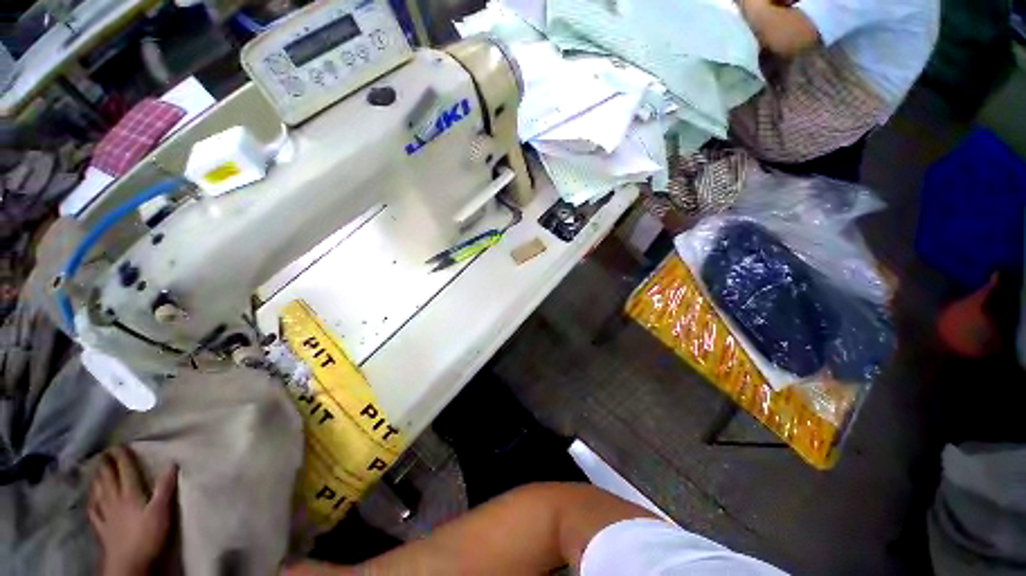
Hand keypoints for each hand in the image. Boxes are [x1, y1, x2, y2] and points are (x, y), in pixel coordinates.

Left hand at [88, 446, 177, 575]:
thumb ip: (166, 488)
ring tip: (95, 470)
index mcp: (130, 494)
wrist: (128, 563)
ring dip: (97, 478)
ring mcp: (105, 514)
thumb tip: (171, 463)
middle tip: (104, 453)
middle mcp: (115, 499)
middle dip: (106, 464)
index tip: (120, 445)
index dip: (123, 457)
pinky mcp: (101, 527)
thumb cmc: (148, 535)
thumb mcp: (162, 511)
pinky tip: (90, 498)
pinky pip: (93, 510)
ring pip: (98, 491)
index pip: (126, 470)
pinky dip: (91, 500)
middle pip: (108, 478)